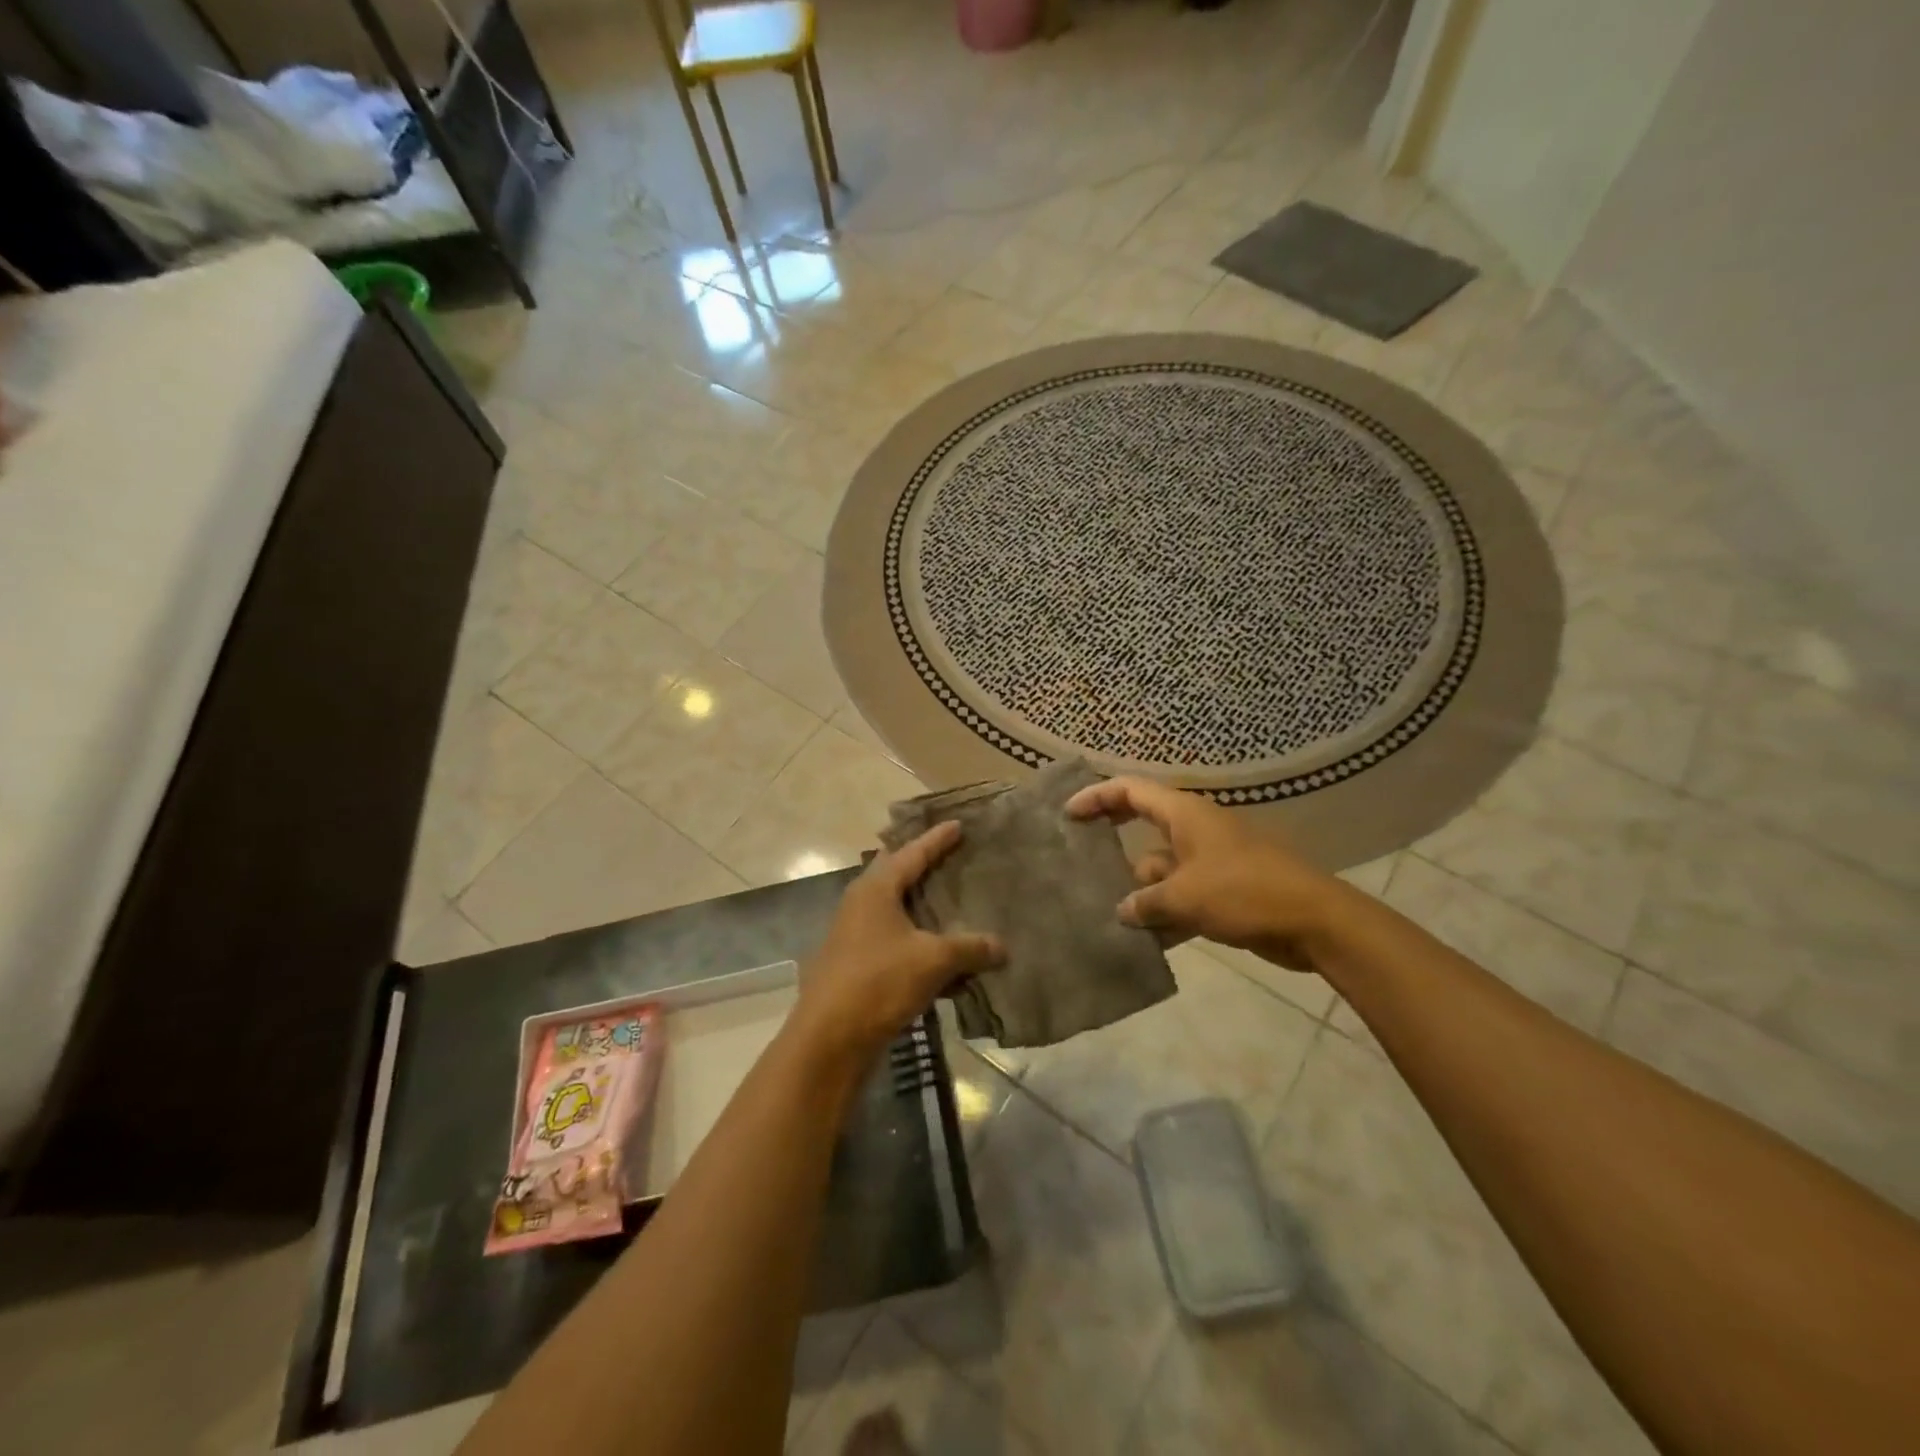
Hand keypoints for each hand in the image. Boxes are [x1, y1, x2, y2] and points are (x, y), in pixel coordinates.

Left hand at [791, 822, 1003, 1069]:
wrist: (829, 1039)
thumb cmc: (879, 982)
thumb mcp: (933, 961)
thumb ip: (969, 948)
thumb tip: (1002, 947)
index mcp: (875, 889)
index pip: (911, 853)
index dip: (937, 839)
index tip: (958, 824)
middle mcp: (861, 904)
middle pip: (896, 875)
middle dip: (922, 865)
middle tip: (950, 856)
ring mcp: (854, 935)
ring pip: (895, 911)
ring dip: (921, 908)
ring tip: (951, 903)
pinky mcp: (856, 965)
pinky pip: (895, 942)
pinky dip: (918, 943)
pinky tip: (942, 958)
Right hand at [1065, 776, 1354, 971]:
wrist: (1314, 922)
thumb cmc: (1245, 893)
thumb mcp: (1185, 897)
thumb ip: (1145, 902)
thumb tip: (1122, 909)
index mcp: (1185, 814)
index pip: (1131, 791)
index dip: (1096, 797)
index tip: (1068, 814)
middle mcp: (1195, 830)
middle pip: (1143, 825)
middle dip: (1113, 840)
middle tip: (1079, 855)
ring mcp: (1210, 861)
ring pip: (1161, 868)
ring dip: (1139, 890)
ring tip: (1105, 914)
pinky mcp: (1224, 890)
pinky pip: (1182, 895)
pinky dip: (1165, 913)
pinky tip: (1144, 941)